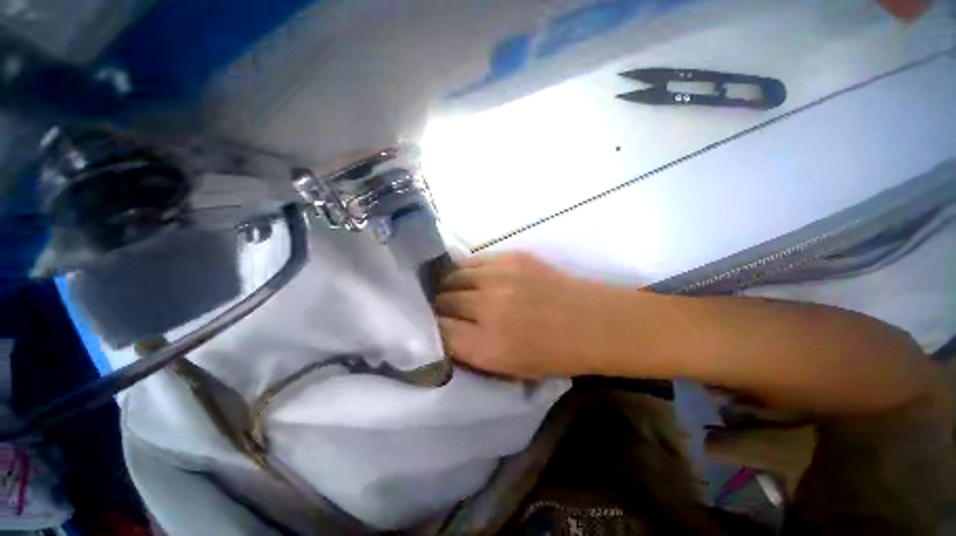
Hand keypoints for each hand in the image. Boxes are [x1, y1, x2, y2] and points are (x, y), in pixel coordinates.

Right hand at [435, 252, 626, 378]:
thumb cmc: (553, 355)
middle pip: (441, 301)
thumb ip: (468, 350)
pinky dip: (467, 272)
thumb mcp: (506, 369)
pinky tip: (473, 279)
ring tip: (457, 293)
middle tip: (446, 312)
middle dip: (439, 309)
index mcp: (487, 345)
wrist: (592, 322)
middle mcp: (488, 306)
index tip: (434, 329)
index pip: (437, 331)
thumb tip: (442, 330)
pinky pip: (472, 261)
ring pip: (452, 276)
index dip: (432, 330)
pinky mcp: (511, 256)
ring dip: (450, 287)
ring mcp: (499, 276)